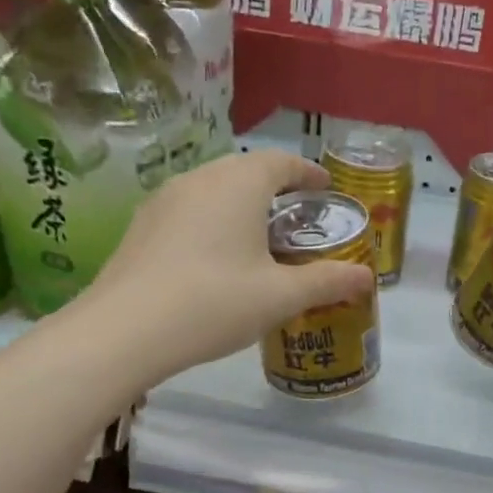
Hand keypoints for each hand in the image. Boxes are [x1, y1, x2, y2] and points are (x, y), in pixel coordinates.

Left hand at [70, 150, 374, 385]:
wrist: (125, 330)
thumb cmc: (215, 302)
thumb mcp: (281, 297)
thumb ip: (327, 281)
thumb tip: (366, 277)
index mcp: (239, 184)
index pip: (281, 162)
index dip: (307, 173)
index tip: (325, 187)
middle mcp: (200, 179)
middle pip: (245, 170)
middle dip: (275, 187)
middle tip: (296, 215)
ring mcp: (164, 200)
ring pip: (214, 189)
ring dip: (241, 204)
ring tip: (258, 236)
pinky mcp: (142, 226)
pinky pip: (189, 210)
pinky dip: (213, 220)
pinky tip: (216, 256)